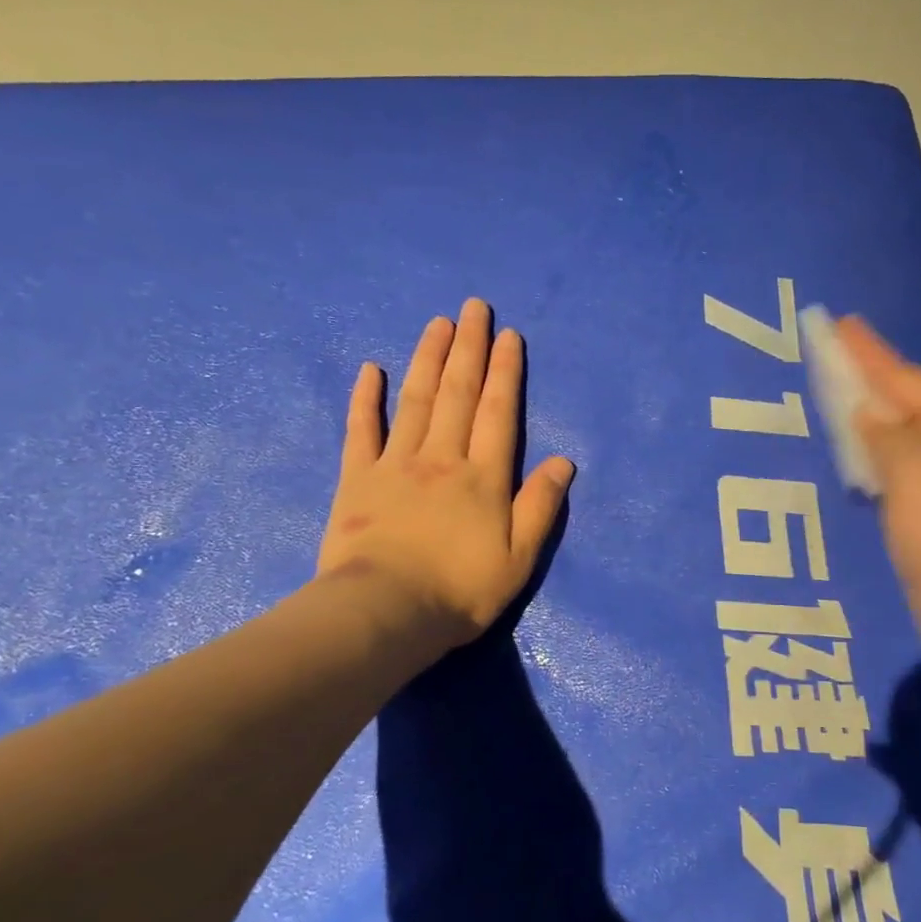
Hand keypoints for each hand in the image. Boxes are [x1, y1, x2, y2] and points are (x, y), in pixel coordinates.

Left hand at [316, 299, 573, 654]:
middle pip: (457, 392)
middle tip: (473, 307)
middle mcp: (442, 457)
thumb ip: (541, 506)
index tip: (508, 335)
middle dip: (468, 347)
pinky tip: (371, 369)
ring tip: (437, 323)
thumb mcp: (519, 558)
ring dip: (427, 357)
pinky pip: (362, 430)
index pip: (498, 411)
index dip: (505, 371)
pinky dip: (366, 398)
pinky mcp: (356, 479)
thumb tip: (564, 461)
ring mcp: (396, 463)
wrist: (385, 614)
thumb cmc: (459, 591)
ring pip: (415, 399)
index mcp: (483, 476)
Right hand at [837, 315, 920, 632]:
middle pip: (908, 404)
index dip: (867, 352)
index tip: (839, 323)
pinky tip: (856, 458)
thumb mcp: (914, 471)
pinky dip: (877, 461)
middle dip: (868, 382)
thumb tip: (868, 413)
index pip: (905, 377)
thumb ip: (884, 433)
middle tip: (828, 360)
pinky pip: (904, 474)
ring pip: (906, 439)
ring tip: (834, 401)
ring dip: (871, 422)